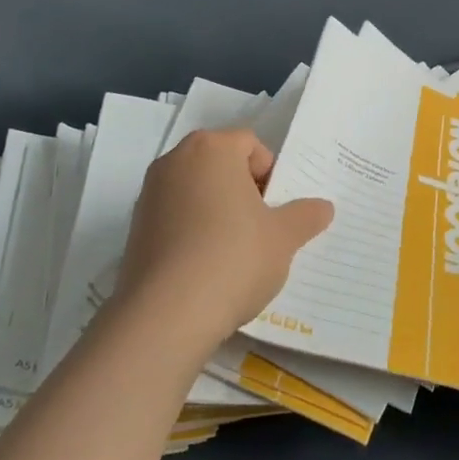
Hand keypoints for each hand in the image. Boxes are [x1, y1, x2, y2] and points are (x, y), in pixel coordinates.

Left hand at [114, 129, 332, 355]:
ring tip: (234, 253)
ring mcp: (150, 194)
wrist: (165, 314)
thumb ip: (305, 216)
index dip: (270, 174)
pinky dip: (192, 232)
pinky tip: (206, 268)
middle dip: (243, 190)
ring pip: (196, 191)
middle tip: (261, 228)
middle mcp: (175, 160)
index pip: (250, 144)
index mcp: (212, 148)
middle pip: (220, 165)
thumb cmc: (233, 257)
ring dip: (217, 211)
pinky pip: (175, 218)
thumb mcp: (283, 237)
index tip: (276, 209)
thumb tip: (323, 207)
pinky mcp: (135, 228)